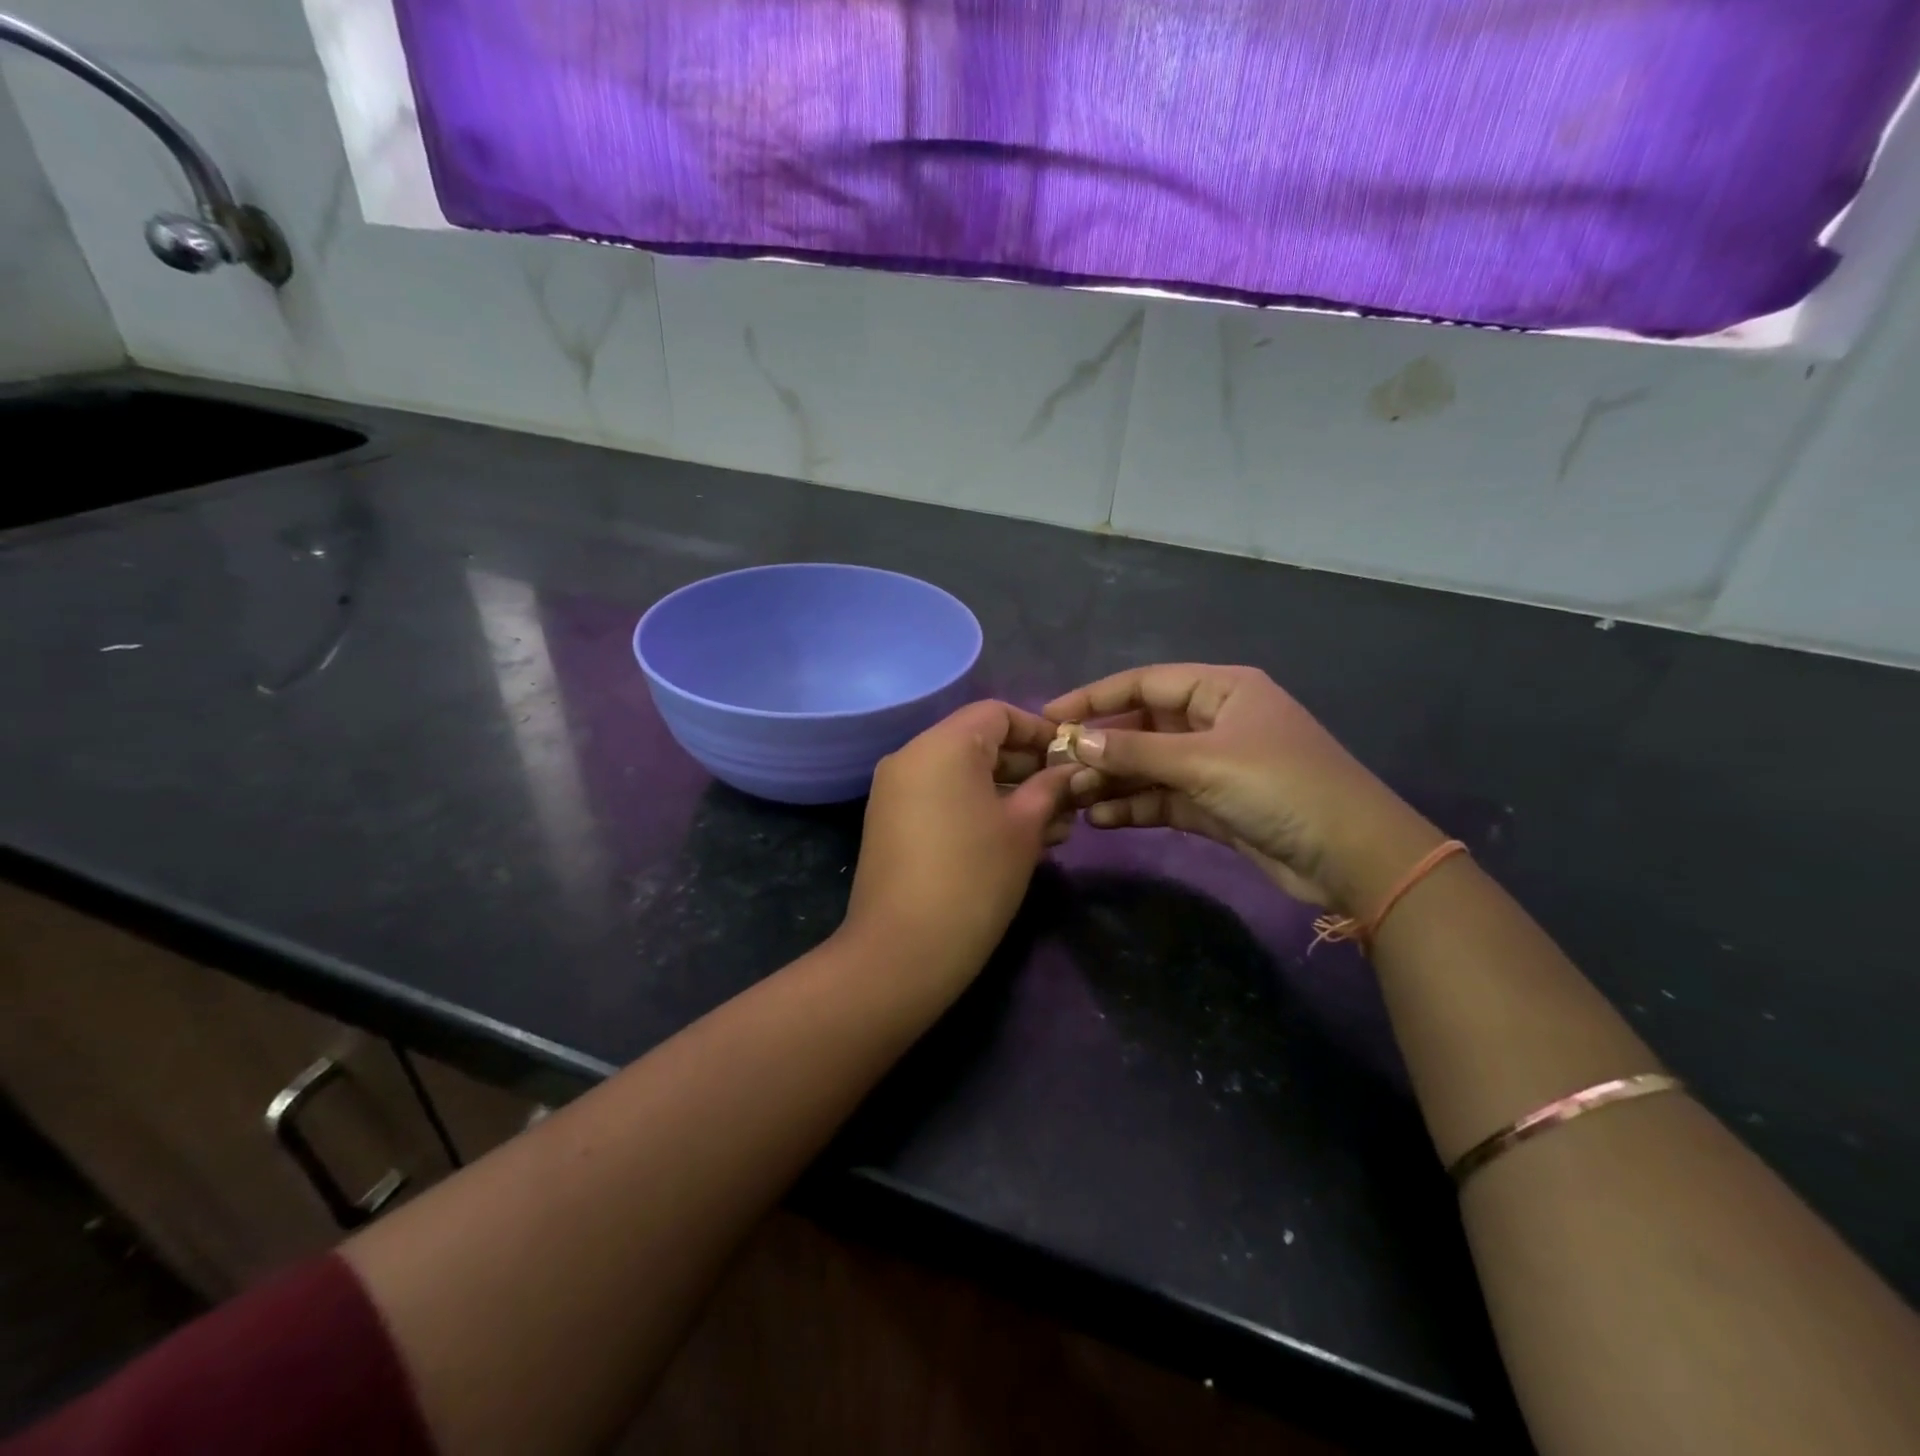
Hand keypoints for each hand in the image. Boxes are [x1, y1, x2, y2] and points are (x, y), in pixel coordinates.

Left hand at [841, 701, 1076, 990]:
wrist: (902, 951)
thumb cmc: (974, 879)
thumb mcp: (1024, 829)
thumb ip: (1050, 788)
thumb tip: (1070, 770)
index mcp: (942, 745)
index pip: (997, 713)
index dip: (1039, 730)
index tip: (1071, 758)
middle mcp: (911, 756)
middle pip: (978, 742)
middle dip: (1027, 767)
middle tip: (1068, 797)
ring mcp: (895, 791)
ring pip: (962, 775)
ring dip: (1008, 792)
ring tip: (1054, 826)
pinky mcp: (891, 823)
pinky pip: (941, 798)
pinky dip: (977, 808)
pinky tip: (1016, 839)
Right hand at [1045, 665, 1438, 911]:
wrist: (1352, 856)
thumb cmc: (1280, 787)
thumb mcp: (1204, 761)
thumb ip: (1137, 750)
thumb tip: (1076, 739)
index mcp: (1221, 690)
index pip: (1145, 684)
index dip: (1095, 697)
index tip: (1049, 714)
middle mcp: (1215, 722)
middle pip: (1144, 726)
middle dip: (1102, 746)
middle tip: (1054, 765)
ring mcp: (1215, 766)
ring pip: (1150, 766)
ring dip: (1113, 780)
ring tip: (1071, 797)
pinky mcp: (1215, 806)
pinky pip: (1164, 798)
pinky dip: (1134, 806)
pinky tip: (1100, 818)